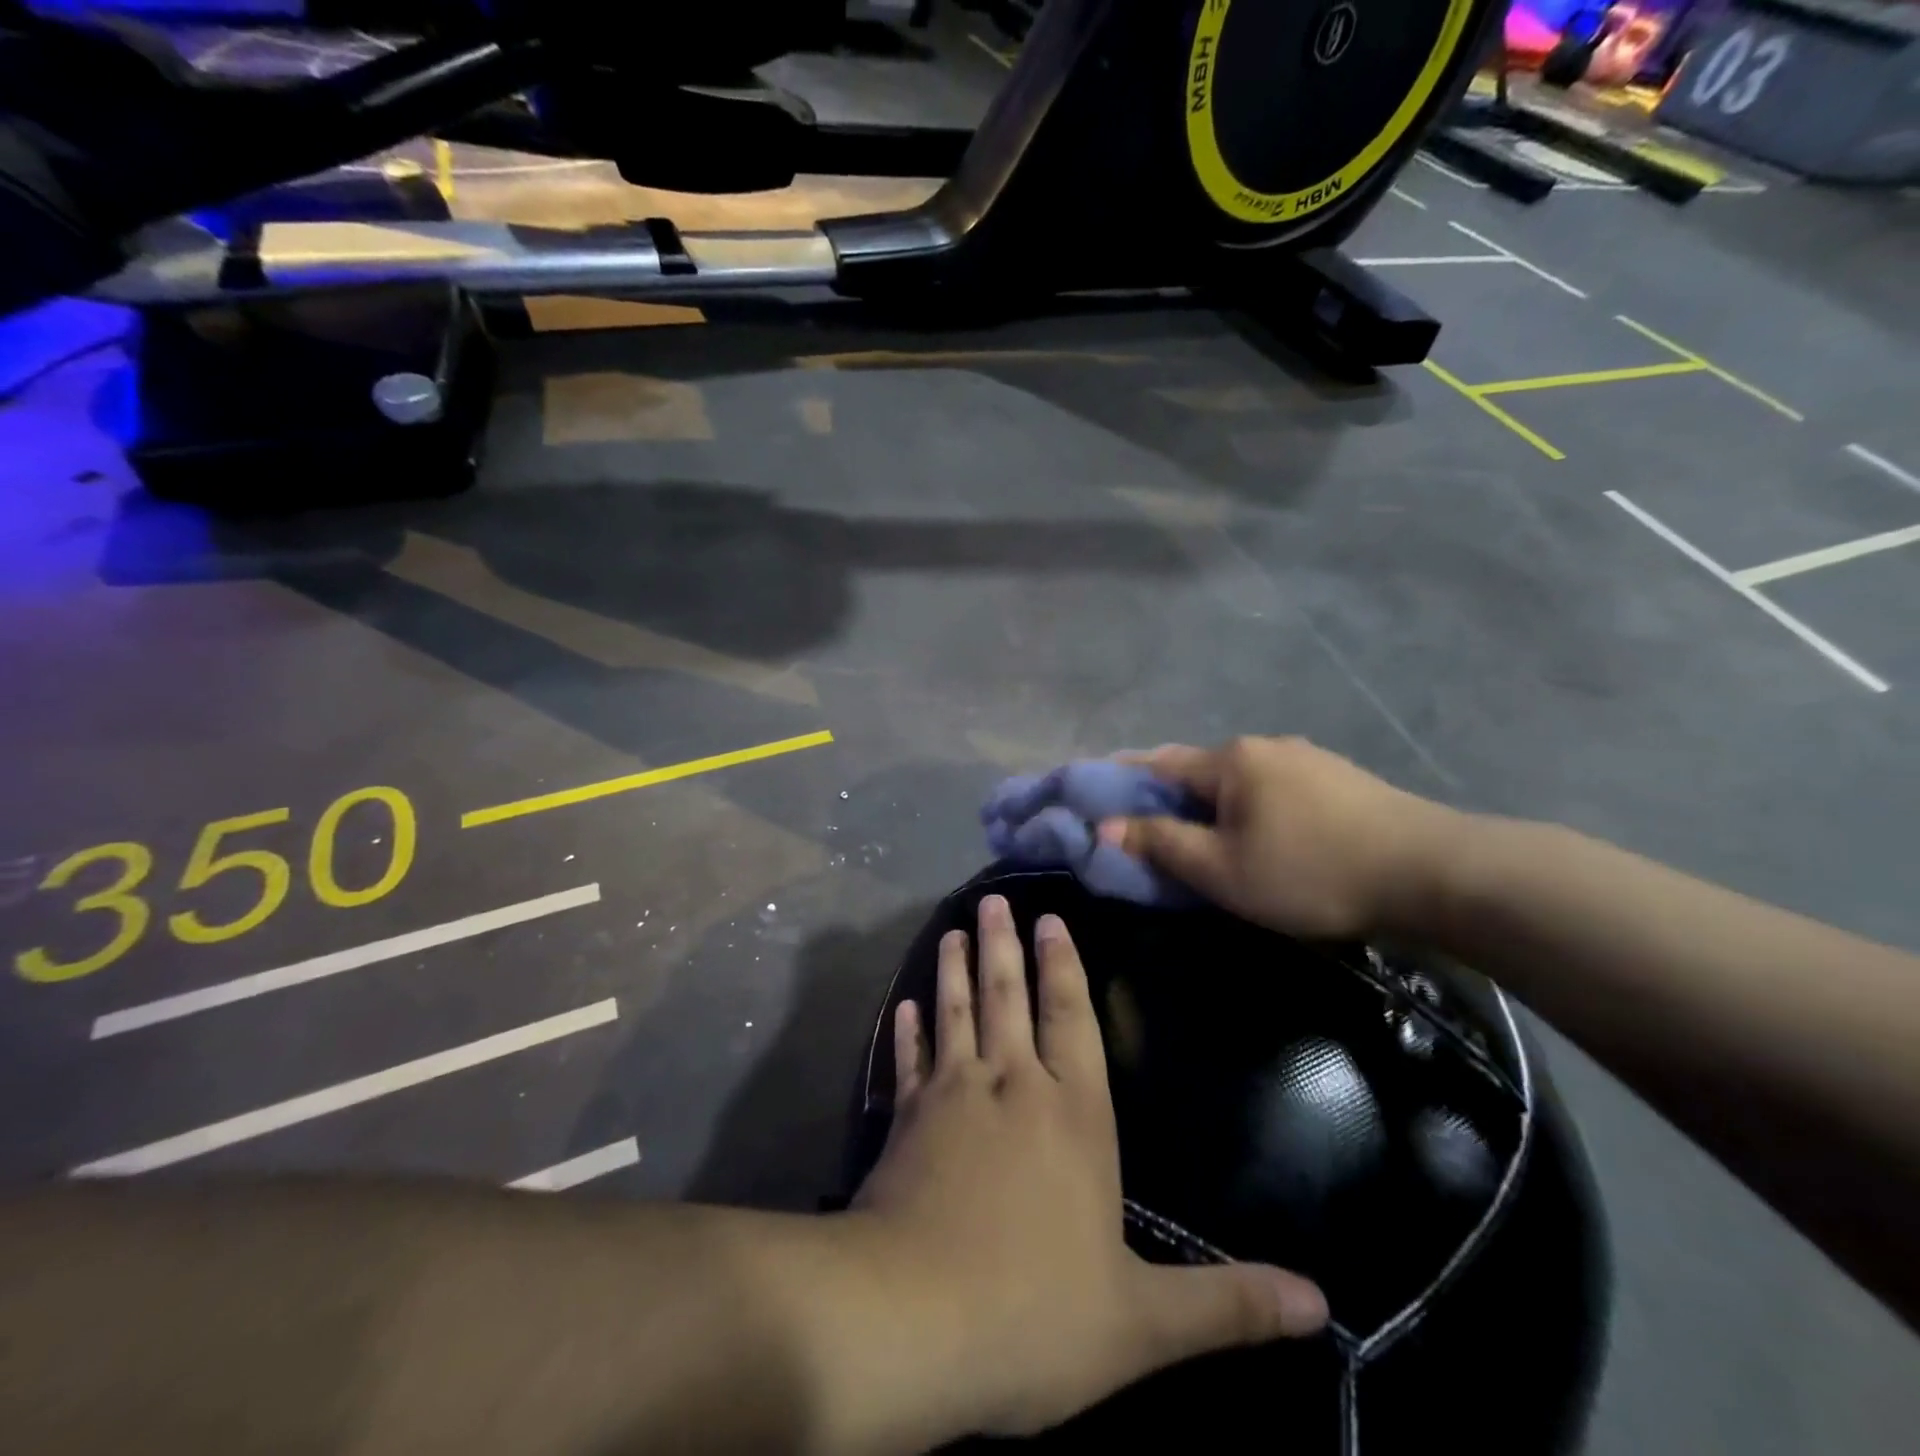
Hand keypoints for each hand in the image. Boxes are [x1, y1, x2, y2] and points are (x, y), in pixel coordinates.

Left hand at [851, 895, 1325, 1442]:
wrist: (912, 1320)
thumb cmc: (1034, 1314)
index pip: (1071, 1018)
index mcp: (1073, 1114)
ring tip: (952, 930)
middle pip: (1007, 997)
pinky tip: (905, 1005)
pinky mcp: (904, 1121)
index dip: (1062, 965)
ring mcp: (951, 1097)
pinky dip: (907, 1032)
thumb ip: (1227, 1304)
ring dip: (955, 970)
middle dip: (1003, 945)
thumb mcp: (1144, 1323)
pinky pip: (908, 1062)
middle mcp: (1011, 1086)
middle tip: (993, 900)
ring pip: (956, 1013)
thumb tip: (1322, 1305)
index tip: (1049, 919)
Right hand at [1105, 737, 1463, 940]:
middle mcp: (1263, 745)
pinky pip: (1272, 787)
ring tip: (1205, 836)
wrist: (1432, 872)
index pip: (1156, 764)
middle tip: (1149, 829)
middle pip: (1197, 768)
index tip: (1096, 797)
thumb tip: (1105, 827)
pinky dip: (1249, 805)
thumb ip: (1160, 844)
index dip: (1121, 780)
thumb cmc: (1310, 871)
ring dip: (1211, 802)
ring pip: (1238, 778)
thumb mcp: (1221, 870)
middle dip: (1167, 795)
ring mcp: (1306, 757)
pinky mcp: (1339, 778)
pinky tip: (1261, 832)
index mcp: (1229, 760)